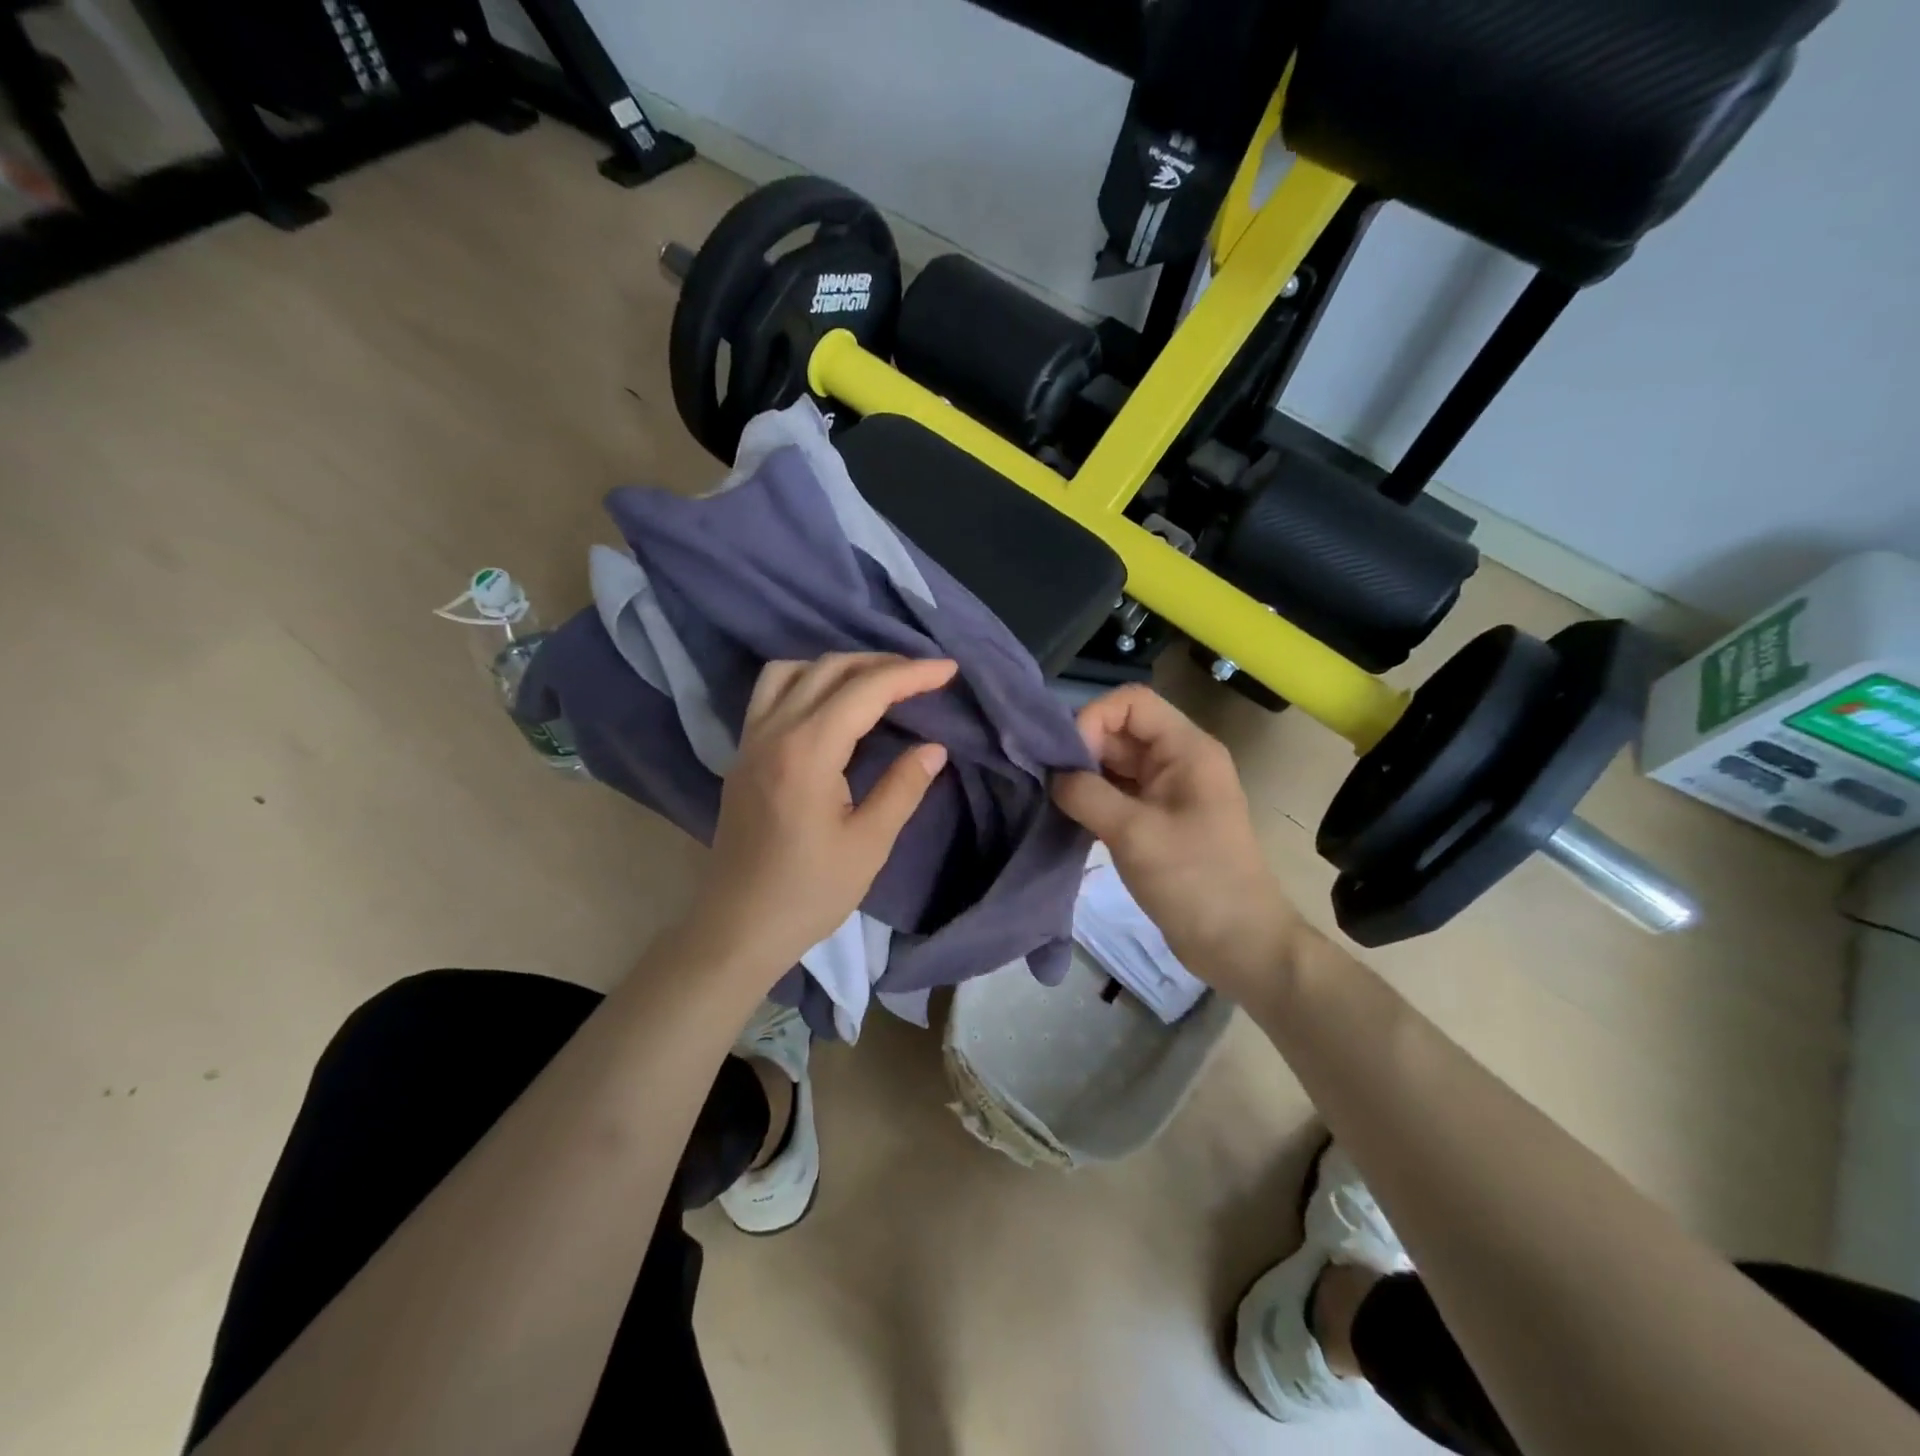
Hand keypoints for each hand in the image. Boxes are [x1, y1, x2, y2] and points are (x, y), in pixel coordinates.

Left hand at [676, 653, 956, 987]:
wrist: (738, 927)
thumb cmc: (809, 893)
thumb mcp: (868, 844)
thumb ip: (903, 787)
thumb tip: (933, 747)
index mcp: (808, 752)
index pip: (865, 690)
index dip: (911, 674)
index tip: (948, 670)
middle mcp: (773, 732)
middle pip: (829, 669)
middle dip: (880, 663)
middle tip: (922, 675)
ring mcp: (750, 741)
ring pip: (791, 672)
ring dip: (837, 666)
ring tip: (875, 682)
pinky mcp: (741, 755)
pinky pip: (770, 694)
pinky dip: (805, 681)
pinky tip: (830, 705)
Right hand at [1051, 684, 1297, 999]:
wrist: (1239, 945)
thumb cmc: (1194, 881)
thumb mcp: (1135, 833)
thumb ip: (1086, 794)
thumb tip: (1051, 776)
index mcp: (1186, 749)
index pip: (1131, 702)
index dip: (1093, 719)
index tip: (1067, 760)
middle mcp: (1177, 760)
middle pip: (1120, 731)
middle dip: (1081, 750)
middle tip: (1049, 783)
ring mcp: (1167, 792)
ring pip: (1115, 764)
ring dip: (1083, 777)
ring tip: (1052, 801)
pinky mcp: (1157, 821)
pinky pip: (1117, 793)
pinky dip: (1091, 800)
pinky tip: (1068, 818)